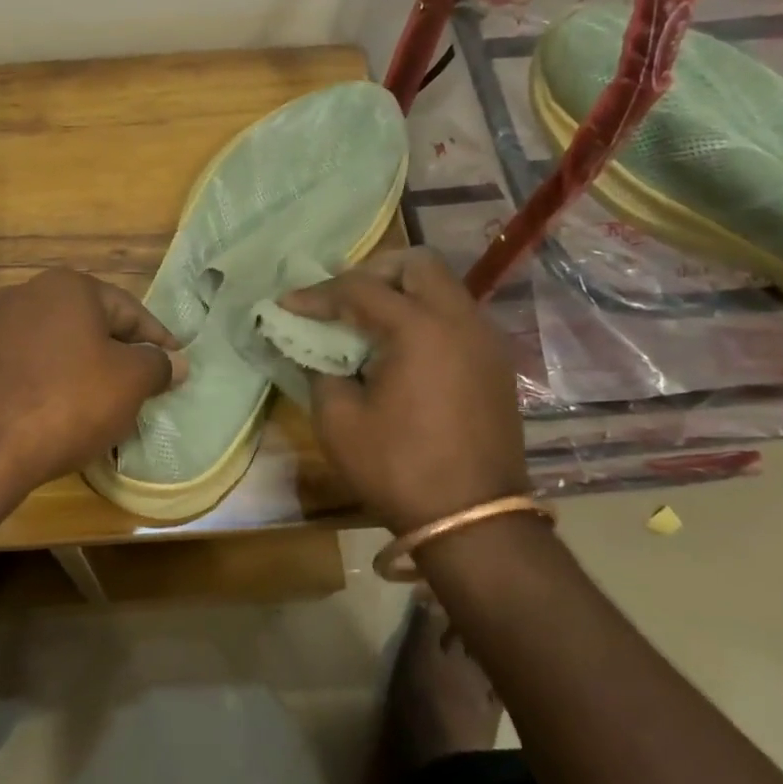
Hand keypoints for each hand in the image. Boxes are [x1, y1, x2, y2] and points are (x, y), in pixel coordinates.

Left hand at [0, 269, 186, 504]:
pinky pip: (31, 368)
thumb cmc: (68, 401)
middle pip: (91, 325)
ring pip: (59, 347)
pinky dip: (54, 385)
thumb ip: (157, 365)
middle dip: (120, 355)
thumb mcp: (129, 382)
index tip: (176, 367)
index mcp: (68, 286)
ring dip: (86, 371)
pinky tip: (64, 414)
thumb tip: (175, 362)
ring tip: (107, 405)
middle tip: (145, 387)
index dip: (158, 340)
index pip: (129, 310)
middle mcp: (27, 294)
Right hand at [280, 247, 527, 531]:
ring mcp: (485, 340)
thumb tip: (314, 349)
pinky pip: (456, 316)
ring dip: (402, 292)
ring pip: (442, 287)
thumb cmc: (399, 469)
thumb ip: (321, 371)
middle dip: (372, 272)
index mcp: (420, 329)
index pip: (360, 289)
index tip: (287, 304)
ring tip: (367, 322)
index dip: (317, 294)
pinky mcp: (495, 363)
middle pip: (416, 264)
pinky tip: (401, 350)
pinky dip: (425, 316)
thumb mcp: (339, 421)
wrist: (474, 519)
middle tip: (341, 299)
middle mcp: (460, 320)